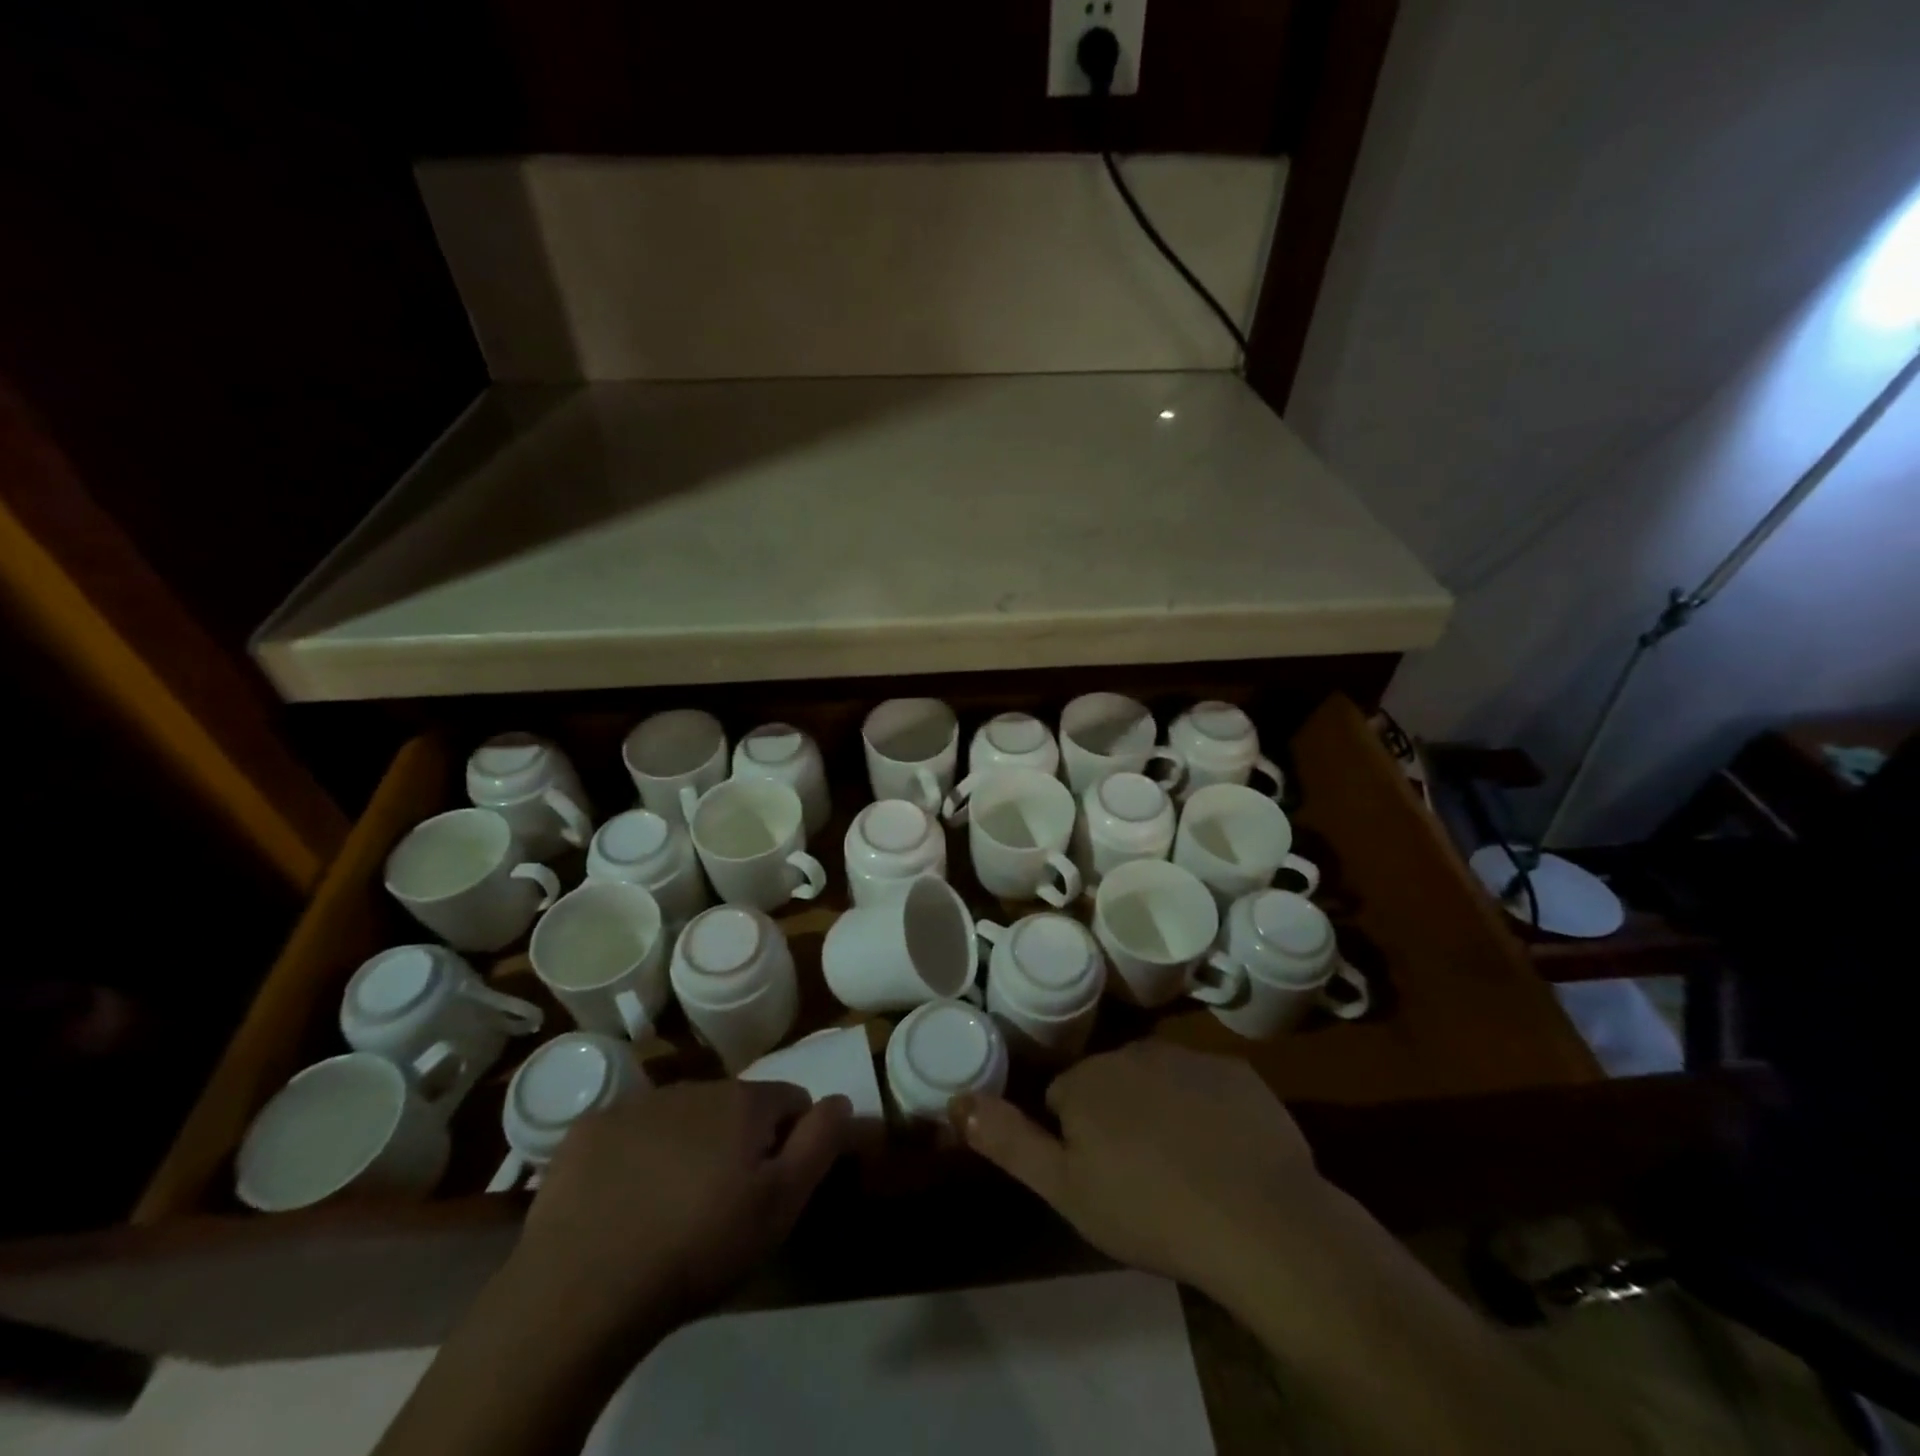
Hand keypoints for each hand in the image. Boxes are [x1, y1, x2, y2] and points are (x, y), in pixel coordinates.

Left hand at [514, 1079, 851, 1334]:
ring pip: (682, 1116)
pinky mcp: (588, 1130)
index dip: (791, 1140)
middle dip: (738, 1141)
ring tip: (671, 1205)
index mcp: (744, 1102)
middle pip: (735, 1106)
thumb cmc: (698, 1247)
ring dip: (688, 1145)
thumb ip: (821, 1143)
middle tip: (721, 1202)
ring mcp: (636, 1104)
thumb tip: (843, 1099)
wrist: (582, 1289)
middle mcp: (694, 1086)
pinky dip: (634, 1155)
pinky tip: (622, 1201)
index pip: (791, 1100)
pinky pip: (628, 1133)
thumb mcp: (780, 1205)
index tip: (772, 1185)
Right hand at [953, 1043, 1325, 1299]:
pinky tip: (1225, 1155)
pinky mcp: (1237, 1072)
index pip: (1063, 1098)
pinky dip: (1208, 1112)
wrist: (1259, 1220)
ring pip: (1159, 1081)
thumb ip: (1009, 1140)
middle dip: (1116, 1118)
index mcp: (1088, 1080)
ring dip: (1161, 1112)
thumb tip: (956, 1099)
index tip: (1098, 1177)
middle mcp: (1133, 1052)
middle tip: (1140, 1177)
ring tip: (1184, 1170)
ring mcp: (1189, 1058)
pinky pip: (1208, 1087)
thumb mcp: (1065, 1189)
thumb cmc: (1149, 1210)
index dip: (1075, 1139)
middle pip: (1110, 1083)